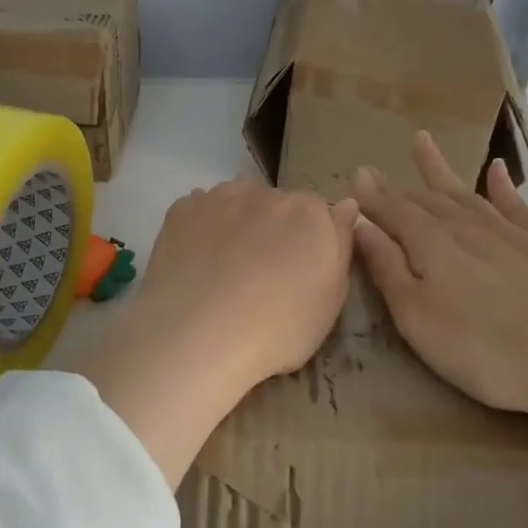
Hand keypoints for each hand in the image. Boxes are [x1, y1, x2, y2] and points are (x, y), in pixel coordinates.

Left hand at [61, 180, 356, 486]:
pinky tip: (196, 263)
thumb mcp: (331, 299)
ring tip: (224, 269)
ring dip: (236, 224)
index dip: (308, 240)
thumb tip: (346, 205)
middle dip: (272, 229)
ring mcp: (219, 197)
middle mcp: (266, 192)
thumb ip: (340, 244)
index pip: (317, 213)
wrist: (199, 335)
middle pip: (275, 204)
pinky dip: (201, 230)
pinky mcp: (181, 210)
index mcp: (309, 211)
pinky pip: (199, 211)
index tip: (298, 270)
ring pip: (235, 203)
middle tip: (260, 274)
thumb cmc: (279, 327)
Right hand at [351, 131, 527, 440]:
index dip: (372, 198)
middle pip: (424, 200)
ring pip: (466, 194)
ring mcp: (509, 232)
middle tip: (374, 171)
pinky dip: (503, 185)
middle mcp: (466, 227)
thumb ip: (387, 268)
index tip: (355, 178)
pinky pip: (516, 204)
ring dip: (441, 171)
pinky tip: (497, 170)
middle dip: (397, 187)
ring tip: (421, 143)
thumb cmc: (485, 349)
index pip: (393, 212)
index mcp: (430, 244)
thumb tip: (359, 224)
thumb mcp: (418, 317)